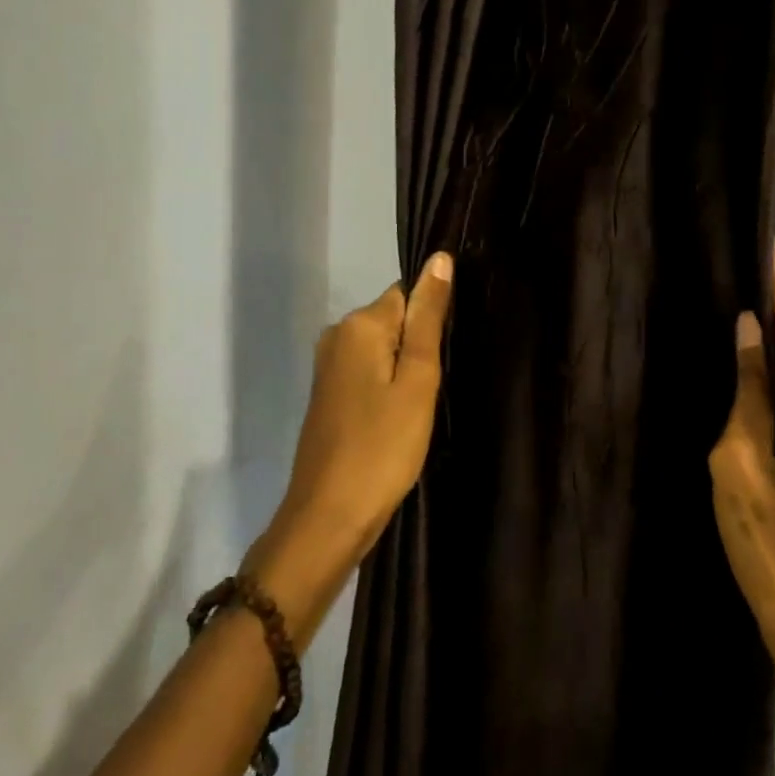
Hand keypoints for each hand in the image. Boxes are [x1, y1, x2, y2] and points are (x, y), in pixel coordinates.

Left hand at [244, 253, 453, 639]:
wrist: (329, 517)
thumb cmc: (383, 447)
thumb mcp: (417, 380)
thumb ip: (428, 318)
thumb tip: (439, 259)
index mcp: (358, 325)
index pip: (408, 295)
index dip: (432, 323)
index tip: (445, 358)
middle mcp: (336, 336)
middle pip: (395, 321)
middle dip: (420, 348)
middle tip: (436, 390)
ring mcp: (329, 367)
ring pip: (384, 350)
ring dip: (407, 372)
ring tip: (421, 407)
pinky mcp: (330, 395)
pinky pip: (370, 372)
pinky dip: (389, 388)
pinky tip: (400, 418)